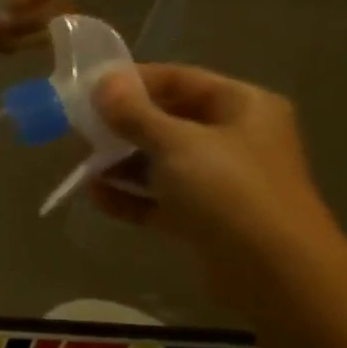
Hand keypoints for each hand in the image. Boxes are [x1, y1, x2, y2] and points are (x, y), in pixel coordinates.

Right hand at [89, 63, 343, 277]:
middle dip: (120, 127)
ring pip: (158, 161)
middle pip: (166, 121)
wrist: (270, 267)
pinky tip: (94, 196)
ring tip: (80, 167)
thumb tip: (102, 82)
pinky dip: (127, 195)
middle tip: (77, 132)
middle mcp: (232, 138)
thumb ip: (135, 114)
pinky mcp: (200, 215)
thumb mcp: (176, 144)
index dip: (134, 82)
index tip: (87, 90)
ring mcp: (217, 180)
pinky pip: (156, 197)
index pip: (180, 80)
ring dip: (118, 163)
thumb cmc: (228, 190)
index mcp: (242, 107)